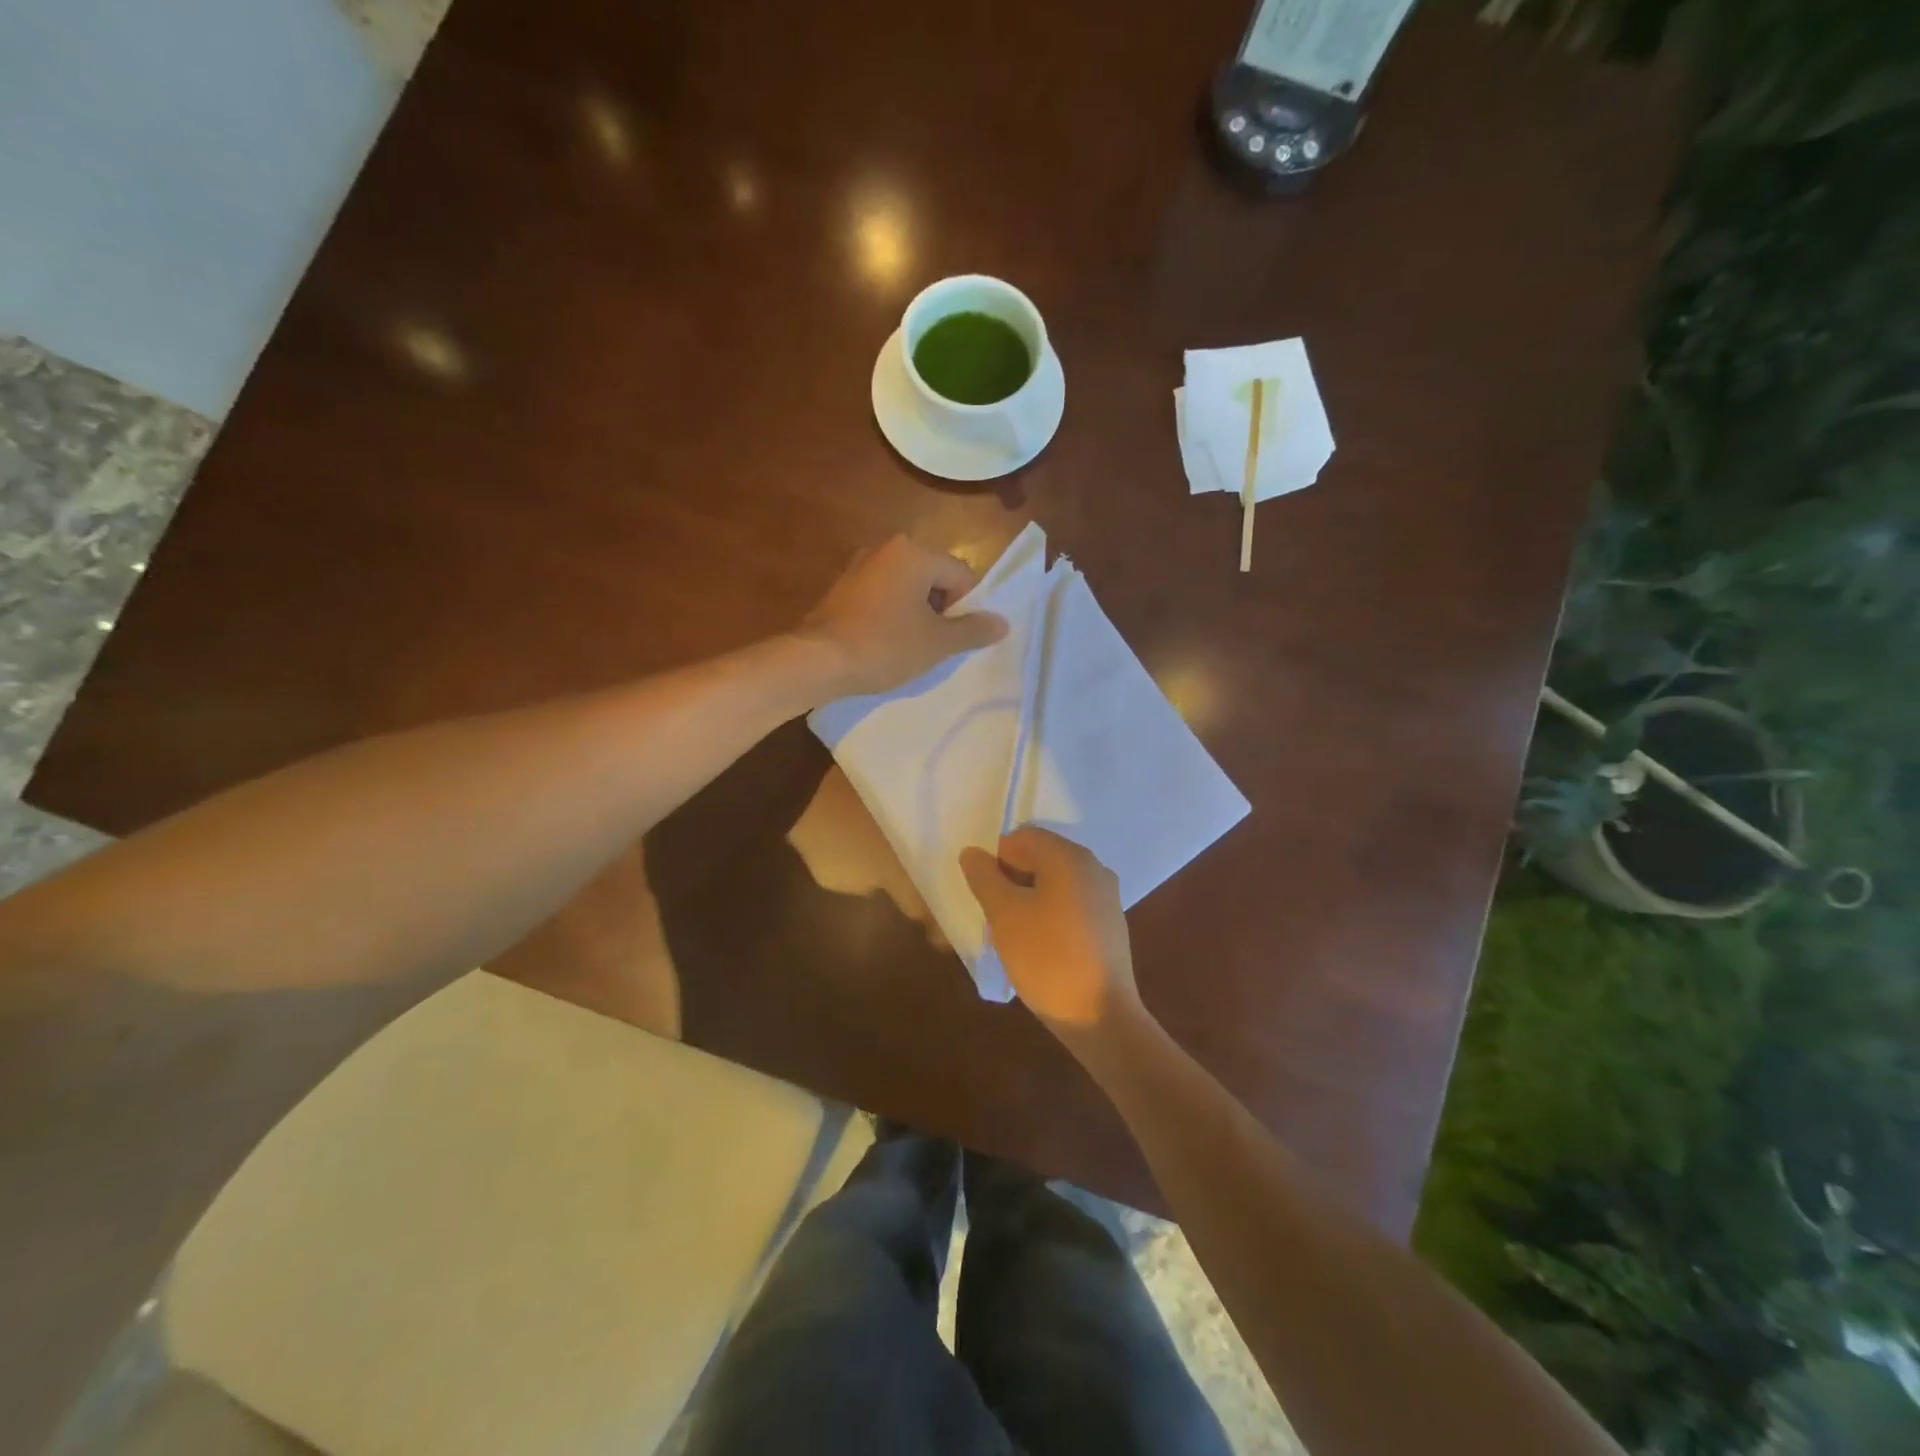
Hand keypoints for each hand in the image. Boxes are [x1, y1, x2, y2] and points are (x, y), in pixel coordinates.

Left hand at [799, 537, 1008, 697]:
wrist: (818, 660)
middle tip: (933, 644)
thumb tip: (1003, 623)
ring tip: (908, 646)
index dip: (966, 609)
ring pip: (907, 587)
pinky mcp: (843, 586)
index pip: (962, 575)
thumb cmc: (885, 646)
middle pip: (934, 577)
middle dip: (940, 610)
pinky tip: (883, 642)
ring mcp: (860, 565)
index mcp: (915, 552)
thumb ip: (973, 630)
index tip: (952, 639)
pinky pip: (882, 595)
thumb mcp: (937, 643)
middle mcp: (887, 548)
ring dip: (915, 613)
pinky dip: (890, 614)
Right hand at [959, 828, 1138, 1036]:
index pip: (1022, 837)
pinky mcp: (1110, 923)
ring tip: (1015, 933)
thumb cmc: (1047, 958)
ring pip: (1054, 882)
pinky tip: (1040, 946)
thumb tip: (973, 853)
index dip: (996, 860)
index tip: (987, 896)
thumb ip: (984, 878)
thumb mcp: (1004, 915)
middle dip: (1012, 879)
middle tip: (996, 915)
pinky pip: (1070, 903)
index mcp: (1069, 857)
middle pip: (1040, 857)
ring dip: (1029, 898)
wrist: (1100, 1016)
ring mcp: (1106, 896)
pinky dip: (1050, 914)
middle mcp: (1093, 867)